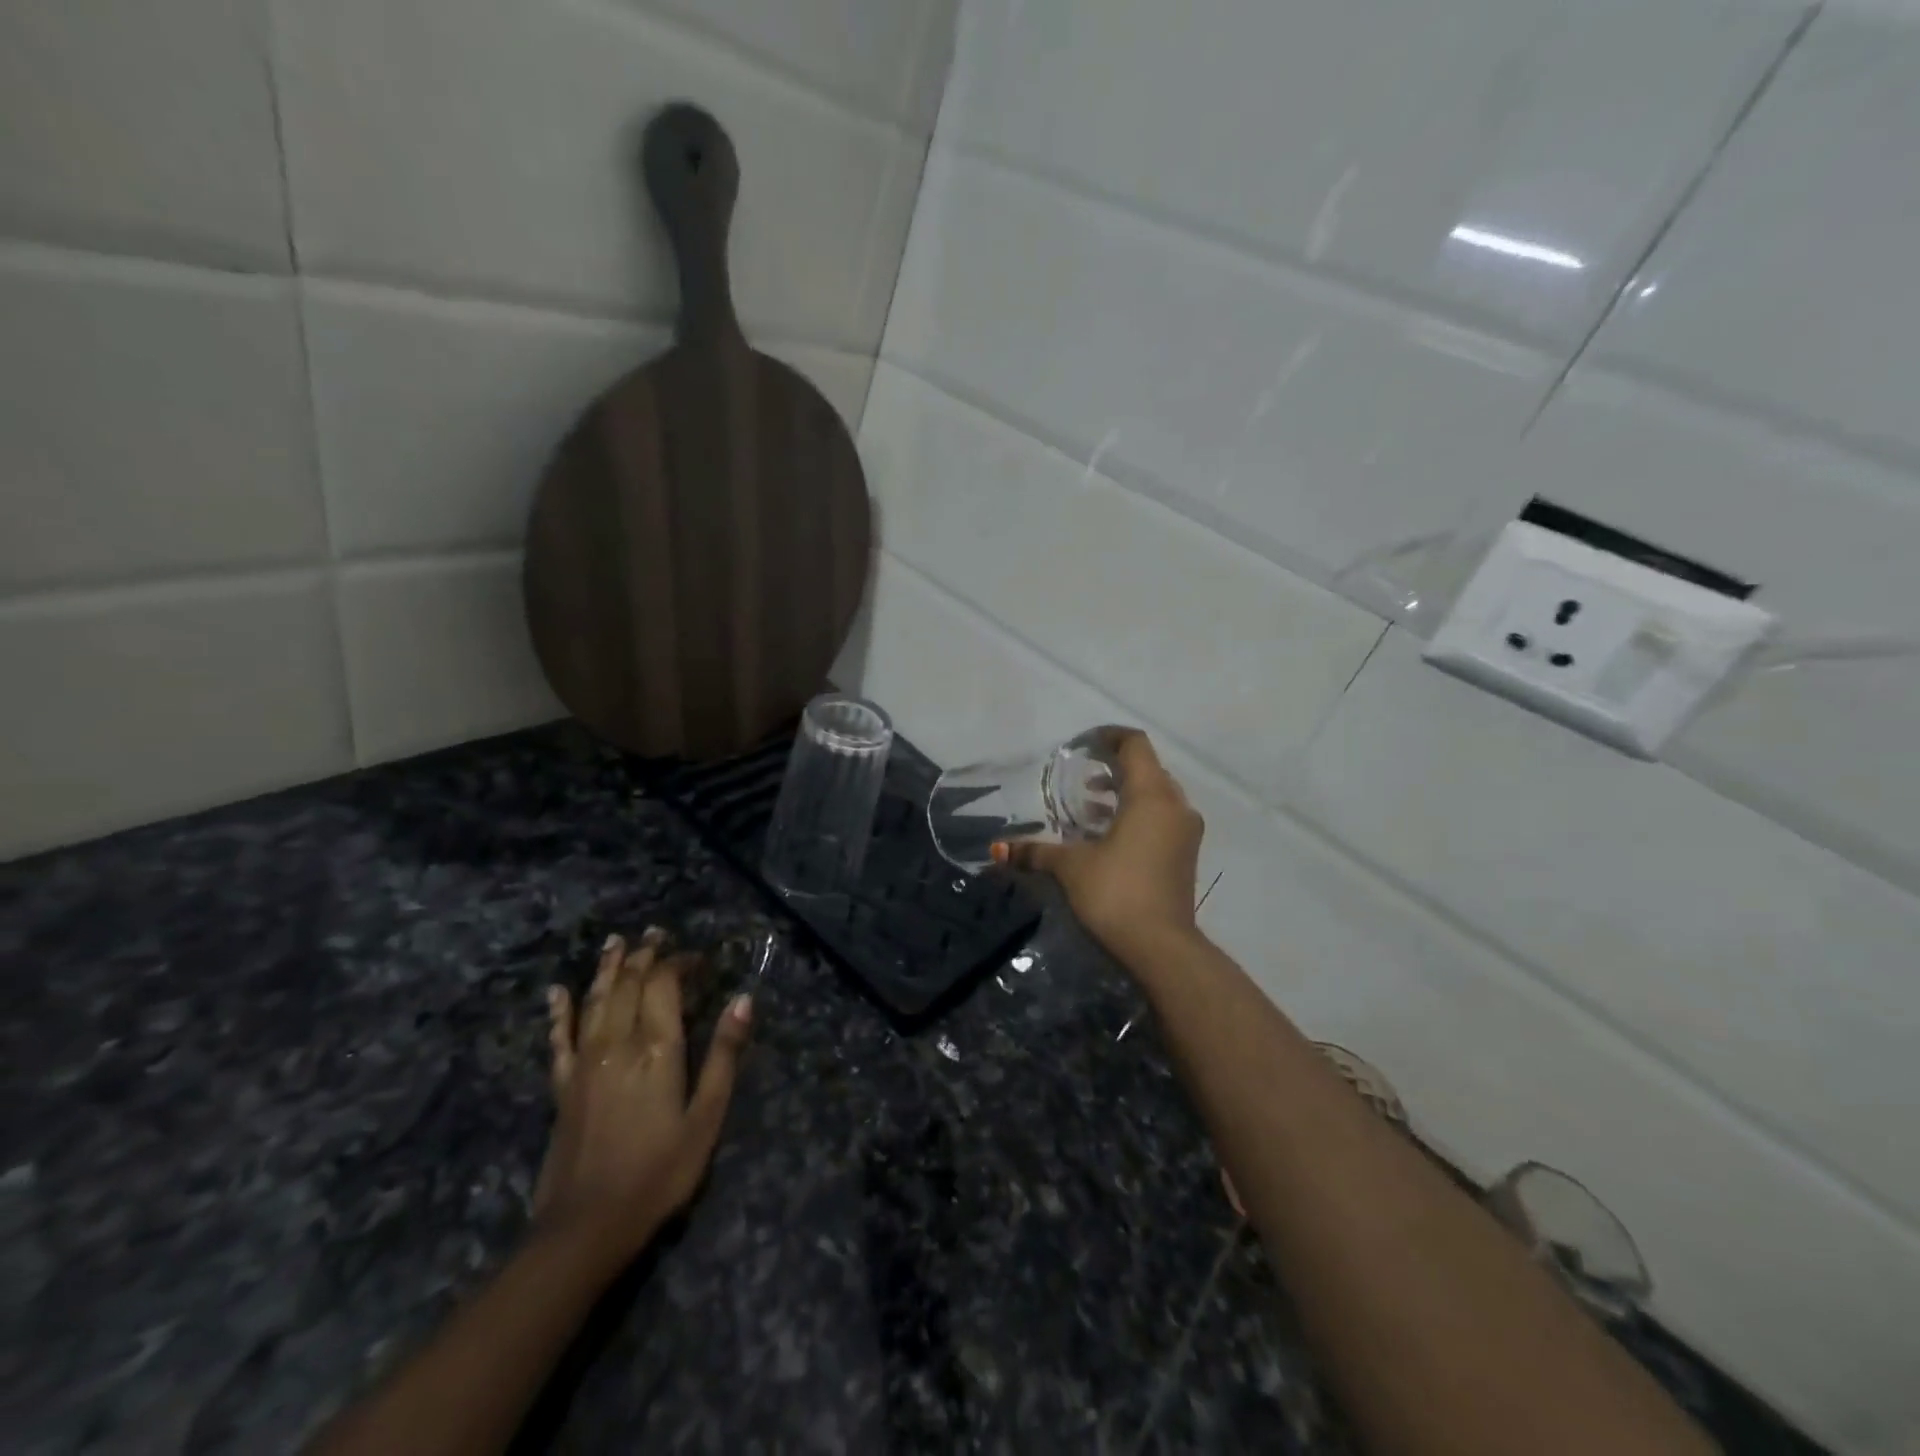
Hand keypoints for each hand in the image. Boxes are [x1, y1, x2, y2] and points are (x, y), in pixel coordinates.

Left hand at [532, 930, 751, 1266]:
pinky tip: (557, 992)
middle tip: (656, 934)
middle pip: (628, 983)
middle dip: (644, 955)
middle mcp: (617, 1042)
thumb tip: (744, 1000)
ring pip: (594, 1000)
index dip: (679, 962)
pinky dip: (559, 1011)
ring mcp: (584, 1062)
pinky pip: (559, 1038)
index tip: (698, 958)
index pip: (663, 983)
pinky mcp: (563, 1086)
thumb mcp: (706, 1116)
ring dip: (607, 968)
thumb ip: (724, 1055)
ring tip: (616, 942)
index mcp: (656, 1047)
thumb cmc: (659, 1172)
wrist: (585, 1227)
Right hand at [994, 730, 1204, 961]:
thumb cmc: (1116, 892)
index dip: (1109, 737)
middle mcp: (1175, 806)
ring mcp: (1185, 832)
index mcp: (1151, 796)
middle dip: (1114, 767)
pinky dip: (1136, 815)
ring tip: (1089, 804)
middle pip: (1147, 769)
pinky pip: (1161, 819)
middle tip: (1081, 775)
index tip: (1083, 744)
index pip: (1135, 745)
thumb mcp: (1071, 867)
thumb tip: (998, 849)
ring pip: (1156, 797)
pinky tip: (1107, 834)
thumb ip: (1035, 851)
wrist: (1162, 948)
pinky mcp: (1185, 855)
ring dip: (1125, 794)